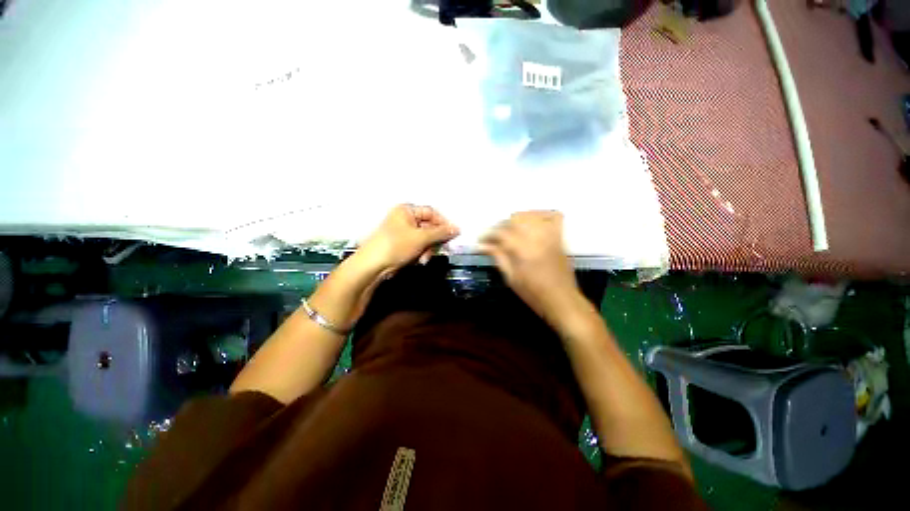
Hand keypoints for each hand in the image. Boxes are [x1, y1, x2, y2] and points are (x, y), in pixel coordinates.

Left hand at [357, 204, 459, 276]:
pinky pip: (418, 246)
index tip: (453, 234)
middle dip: (434, 241)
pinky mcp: (401, 245)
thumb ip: (440, 233)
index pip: (431, 212)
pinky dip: (421, 254)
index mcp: (406, 210)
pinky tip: (418, 261)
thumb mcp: (421, 238)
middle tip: (439, 249)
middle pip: (429, 227)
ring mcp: (402, 232)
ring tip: (423, 259)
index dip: (443, 223)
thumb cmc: (396, 245)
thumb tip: (457, 229)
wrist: (372, 266)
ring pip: (425, 239)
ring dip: (427, 250)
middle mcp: (404, 218)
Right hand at [479, 211, 583, 325]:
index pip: (501, 233)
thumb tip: (481, 246)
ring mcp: (550, 235)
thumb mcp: (510, 278)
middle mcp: (536, 238)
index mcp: (522, 250)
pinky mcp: (559, 237)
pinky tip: (533, 221)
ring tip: (511, 229)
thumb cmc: (533, 293)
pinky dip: (542, 214)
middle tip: (495, 236)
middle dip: (501, 225)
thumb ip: (497, 257)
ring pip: (531, 215)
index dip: (488, 235)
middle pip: (515, 219)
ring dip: (518, 218)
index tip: (481, 241)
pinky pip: (554, 216)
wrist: (561, 300)